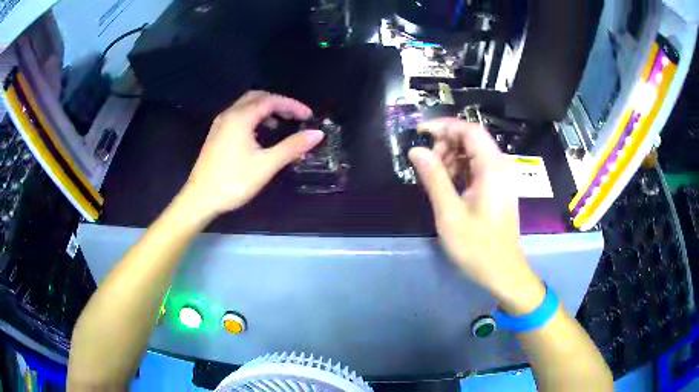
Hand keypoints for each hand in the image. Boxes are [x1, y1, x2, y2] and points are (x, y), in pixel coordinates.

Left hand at [180, 91, 323, 218]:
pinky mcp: (216, 134)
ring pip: (246, 106)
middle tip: (295, 116)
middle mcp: (229, 115)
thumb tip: (317, 134)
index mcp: (240, 117)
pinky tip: (260, 135)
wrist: (200, 199)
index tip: (309, 116)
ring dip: (265, 110)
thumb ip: (292, 147)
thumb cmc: (233, 181)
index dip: (292, 105)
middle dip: (278, 103)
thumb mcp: (266, 165)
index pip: (270, 100)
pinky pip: (238, 116)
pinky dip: (254, 118)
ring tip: (281, 124)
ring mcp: (220, 124)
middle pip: (257, 97)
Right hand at [408, 118, 543, 313]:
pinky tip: (446, 186)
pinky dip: (459, 170)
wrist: (503, 272)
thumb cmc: (477, 246)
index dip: (444, 126)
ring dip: (451, 157)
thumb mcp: (450, 213)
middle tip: (426, 162)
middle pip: (472, 140)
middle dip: (446, 143)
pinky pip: (477, 169)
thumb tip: (416, 151)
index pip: (469, 130)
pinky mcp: (496, 191)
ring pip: (473, 154)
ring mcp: (499, 180)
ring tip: (434, 176)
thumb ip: (434, 178)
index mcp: (491, 169)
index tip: (420, 132)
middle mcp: (499, 168)